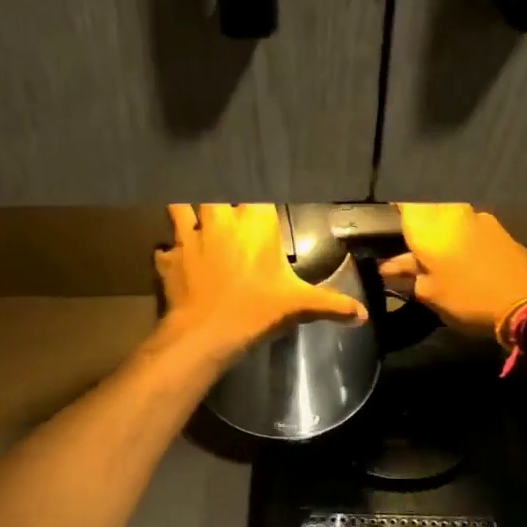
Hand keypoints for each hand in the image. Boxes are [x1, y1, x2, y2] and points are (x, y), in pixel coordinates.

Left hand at [155, 204, 366, 358]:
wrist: (206, 333)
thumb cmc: (257, 310)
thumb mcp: (299, 305)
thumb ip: (332, 305)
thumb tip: (362, 316)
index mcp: (254, 223)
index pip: (257, 193)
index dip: (257, 196)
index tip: (259, 200)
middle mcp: (220, 220)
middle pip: (215, 193)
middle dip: (219, 199)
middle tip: (225, 211)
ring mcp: (190, 237)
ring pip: (180, 207)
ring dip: (185, 212)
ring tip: (190, 218)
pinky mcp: (168, 258)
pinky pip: (163, 248)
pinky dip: (167, 252)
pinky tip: (172, 259)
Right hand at [379, 204, 526, 337]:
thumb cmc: (468, 298)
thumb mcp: (429, 294)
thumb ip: (406, 276)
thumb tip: (388, 268)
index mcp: (430, 224)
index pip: (402, 200)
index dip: (391, 210)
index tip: (383, 226)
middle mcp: (453, 212)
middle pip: (425, 209)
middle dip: (414, 226)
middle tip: (405, 248)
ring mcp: (479, 218)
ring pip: (448, 218)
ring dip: (438, 234)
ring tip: (431, 259)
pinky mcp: (499, 230)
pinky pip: (467, 228)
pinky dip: (457, 240)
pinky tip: (457, 260)